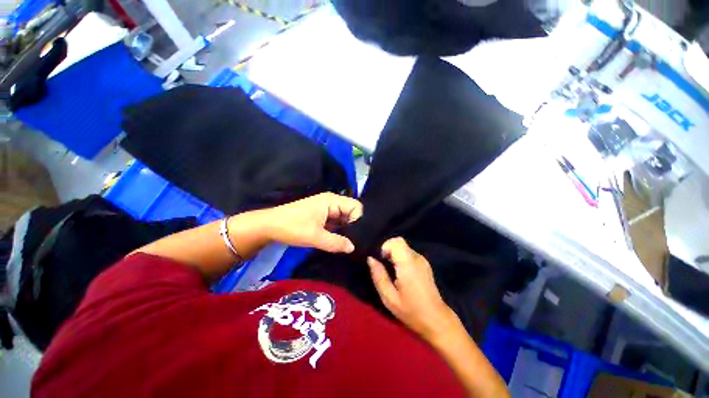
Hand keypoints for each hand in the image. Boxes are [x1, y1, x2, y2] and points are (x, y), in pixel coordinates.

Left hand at [258, 192, 362, 253]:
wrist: (269, 226)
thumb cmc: (292, 227)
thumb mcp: (315, 237)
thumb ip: (336, 243)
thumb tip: (353, 248)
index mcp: (332, 201)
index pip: (356, 207)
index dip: (359, 220)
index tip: (358, 237)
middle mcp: (332, 202)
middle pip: (352, 212)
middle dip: (354, 226)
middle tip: (357, 242)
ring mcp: (327, 209)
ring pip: (344, 218)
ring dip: (347, 230)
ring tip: (350, 243)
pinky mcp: (323, 216)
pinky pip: (336, 222)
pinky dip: (339, 231)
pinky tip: (341, 241)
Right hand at [367, 238, 459, 342]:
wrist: (437, 321)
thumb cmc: (411, 310)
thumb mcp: (389, 297)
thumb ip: (379, 276)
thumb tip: (370, 259)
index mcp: (408, 264)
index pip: (397, 241)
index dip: (386, 246)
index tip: (382, 260)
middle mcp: (417, 258)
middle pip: (399, 243)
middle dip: (389, 252)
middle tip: (385, 268)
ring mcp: (423, 260)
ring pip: (404, 248)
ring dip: (395, 256)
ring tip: (393, 274)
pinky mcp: (425, 265)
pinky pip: (409, 254)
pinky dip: (402, 259)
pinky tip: (402, 276)